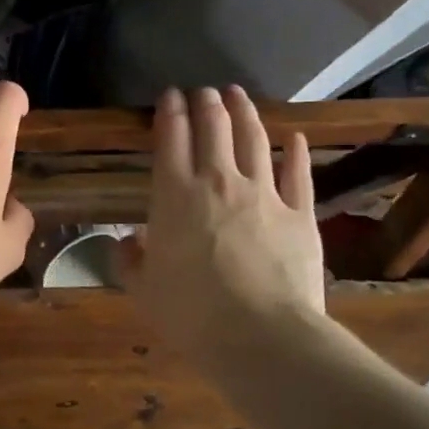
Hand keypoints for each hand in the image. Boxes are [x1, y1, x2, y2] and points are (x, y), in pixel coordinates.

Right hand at [119, 86, 326, 351]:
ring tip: (238, 95)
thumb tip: (128, 243)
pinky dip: (296, 152)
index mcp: (173, 196)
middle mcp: (218, 182)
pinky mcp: (300, 214)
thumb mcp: (142, 290)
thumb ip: (129, 261)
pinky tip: (294, 138)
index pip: (170, 138)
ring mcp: (264, 194)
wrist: (261, 337)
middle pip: (213, 129)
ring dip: (245, 113)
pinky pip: (298, 174)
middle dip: (207, 104)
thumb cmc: (190, 313)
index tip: (170, 95)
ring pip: (254, 140)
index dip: (169, 112)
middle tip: (204, 91)